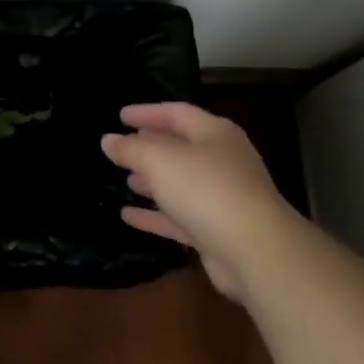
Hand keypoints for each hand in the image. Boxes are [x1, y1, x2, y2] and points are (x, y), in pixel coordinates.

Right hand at [101, 102, 296, 297]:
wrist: (255, 251)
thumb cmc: (206, 190)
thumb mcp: (159, 160)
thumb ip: (130, 149)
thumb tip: (108, 140)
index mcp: (215, 134)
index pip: (177, 113)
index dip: (147, 112)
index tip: (120, 116)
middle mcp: (222, 161)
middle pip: (181, 148)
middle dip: (151, 147)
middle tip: (122, 148)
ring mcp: (222, 198)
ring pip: (181, 183)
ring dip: (153, 181)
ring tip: (126, 179)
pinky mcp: (217, 231)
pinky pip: (179, 217)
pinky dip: (155, 215)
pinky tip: (128, 216)